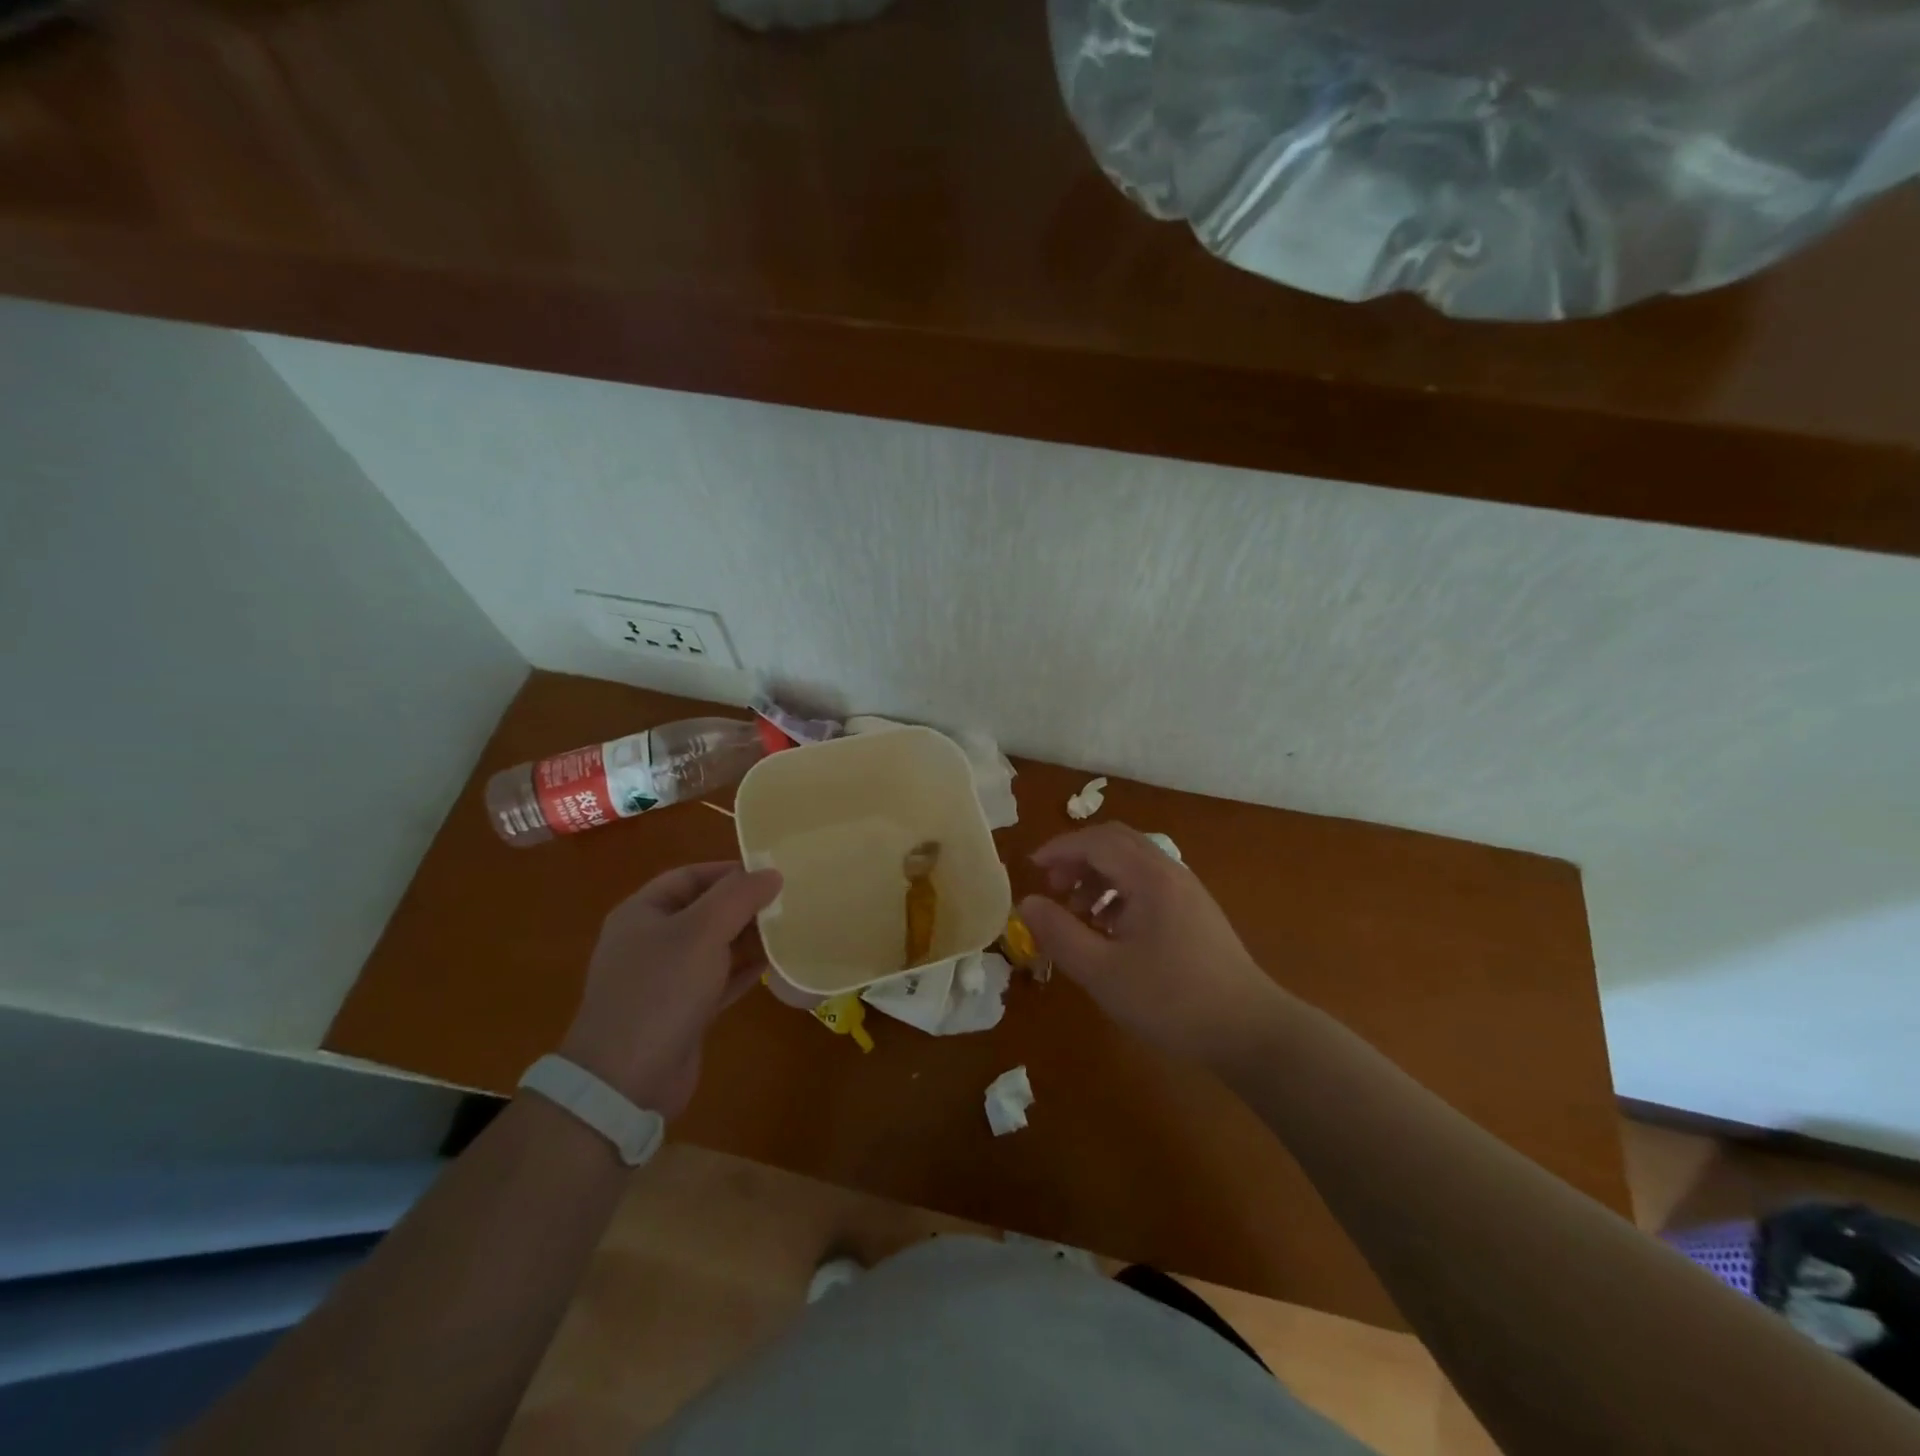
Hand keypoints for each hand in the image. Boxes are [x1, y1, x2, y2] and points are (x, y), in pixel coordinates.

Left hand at [559, 863, 782, 1118]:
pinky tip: (775, 966)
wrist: (626, 1081)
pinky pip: (718, 980)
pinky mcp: (682, 1011)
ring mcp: (664, 979)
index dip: (730, 871)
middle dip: (744, 905)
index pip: (690, 876)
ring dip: (748, 938)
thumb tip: (771, 873)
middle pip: (704, 910)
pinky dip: (744, 971)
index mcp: (642, 913)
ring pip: (714, 946)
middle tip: (788, 901)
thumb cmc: (661, 990)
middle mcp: (650, 941)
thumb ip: (738, 896)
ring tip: (789, 929)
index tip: (772, 874)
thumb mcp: (702, 931)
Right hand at [1019, 823, 1290, 1064]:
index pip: (1096, 841)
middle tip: (1052, 886)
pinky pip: (1149, 883)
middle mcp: (1170, 871)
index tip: (1031, 868)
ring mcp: (1187, 890)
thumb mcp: (1103, 972)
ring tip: (1078, 913)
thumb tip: (1026, 903)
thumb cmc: (1171, 1000)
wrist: (1250, 1031)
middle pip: (1116, 842)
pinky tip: (1110, 930)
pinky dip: (1120, 892)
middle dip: (1078, 858)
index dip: (1059, 849)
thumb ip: (1060, 933)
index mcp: (1149, 877)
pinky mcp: (1196, 911)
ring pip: (1133, 863)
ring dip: (1098, 876)